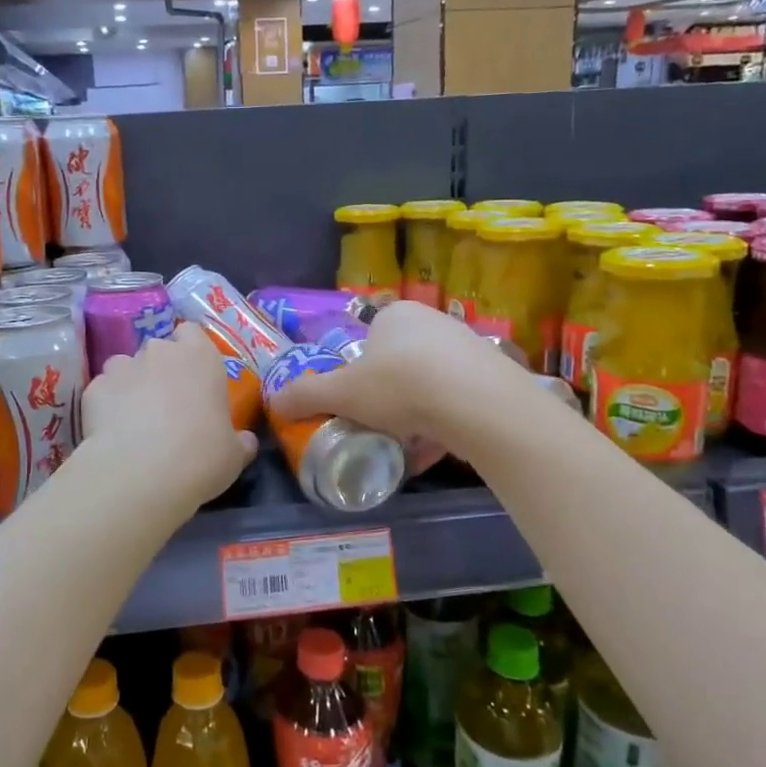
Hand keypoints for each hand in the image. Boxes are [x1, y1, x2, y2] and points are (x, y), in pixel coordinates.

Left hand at [82, 323, 256, 505]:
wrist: (141, 472)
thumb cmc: (201, 456)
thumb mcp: (234, 455)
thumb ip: (240, 441)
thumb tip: (245, 441)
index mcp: (200, 357)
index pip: (192, 333)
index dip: (191, 351)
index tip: (193, 378)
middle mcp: (160, 352)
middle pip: (158, 351)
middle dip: (159, 371)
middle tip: (166, 406)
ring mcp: (123, 366)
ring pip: (126, 367)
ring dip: (130, 385)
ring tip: (134, 419)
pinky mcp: (94, 388)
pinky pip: (103, 391)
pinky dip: (106, 406)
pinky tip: (111, 433)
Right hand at [268, 300, 544, 455]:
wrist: (478, 404)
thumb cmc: (400, 385)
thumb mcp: (342, 393)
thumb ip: (306, 395)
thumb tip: (273, 402)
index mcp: (396, 315)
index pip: (368, 342)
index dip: (357, 375)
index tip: (355, 404)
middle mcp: (433, 322)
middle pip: (399, 365)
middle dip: (387, 399)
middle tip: (376, 426)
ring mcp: (468, 348)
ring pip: (429, 386)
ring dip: (415, 415)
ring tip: (404, 445)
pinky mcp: (493, 378)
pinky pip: (457, 402)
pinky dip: (442, 425)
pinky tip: (433, 451)